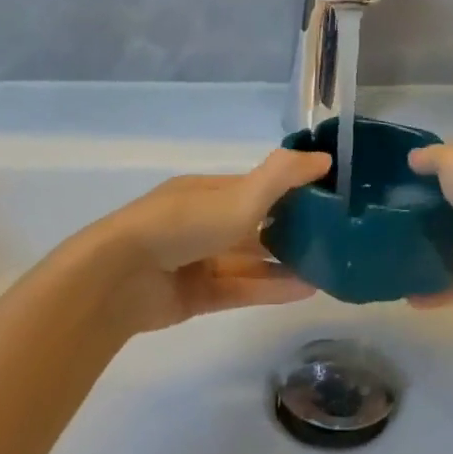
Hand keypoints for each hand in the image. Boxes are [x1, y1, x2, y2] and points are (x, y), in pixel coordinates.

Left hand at [86, 147, 331, 332]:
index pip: (257, 187)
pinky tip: (305, 290)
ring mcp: (197, 260)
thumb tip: (325, 157)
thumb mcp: (240, 195)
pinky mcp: (194, 296)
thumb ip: (283, 176)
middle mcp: (203, 222)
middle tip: (333, 239)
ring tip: (327, 269)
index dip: (291, 191)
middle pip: (254, 225)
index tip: (327, 198)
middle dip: (290, 230)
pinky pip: (240, 289)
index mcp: (209, 191)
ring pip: (249, 261)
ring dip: (284, 263)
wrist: (119, 278)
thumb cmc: (183, 225)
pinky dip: (270, 288)